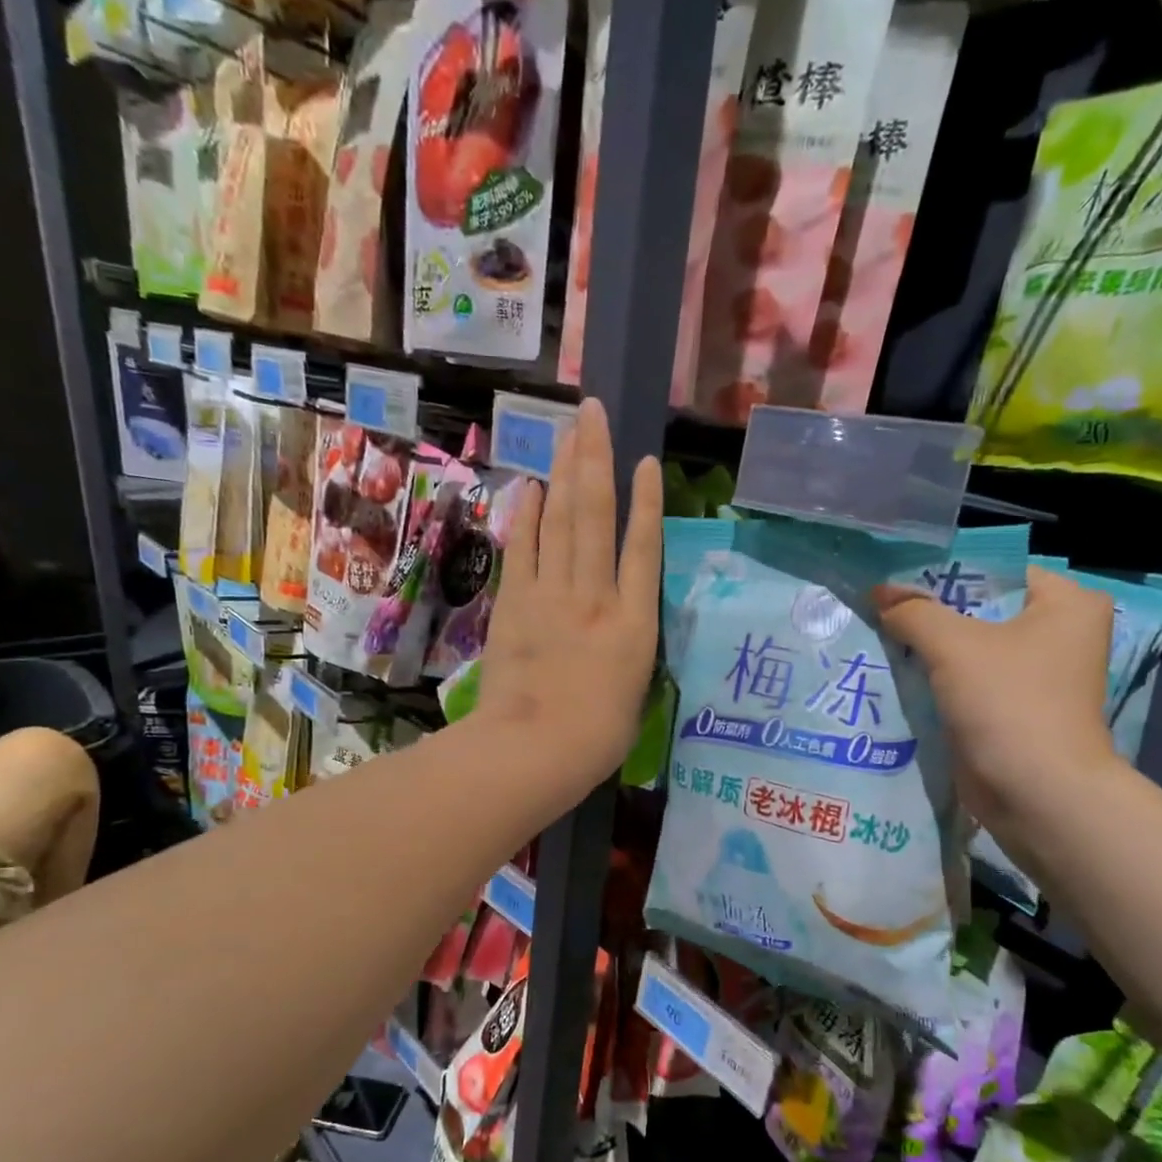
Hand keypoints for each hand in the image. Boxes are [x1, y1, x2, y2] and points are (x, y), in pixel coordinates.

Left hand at [474, 398, 660, 790]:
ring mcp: (552, 596)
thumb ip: (628, 651)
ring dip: (564, 471)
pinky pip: (523, 548)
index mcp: (634, 624)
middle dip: (596, 459)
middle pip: (596, 516)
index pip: (644, 549)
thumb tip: (620, 630)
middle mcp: (595, 597)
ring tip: (568, 430)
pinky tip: (532, 484)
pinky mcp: (514, 604)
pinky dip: (527, 514)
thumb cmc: (596, 738)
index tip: (646, 462)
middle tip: (593, 412)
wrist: (533, 750)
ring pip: (561, 521)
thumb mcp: (634, 695)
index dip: (647, 502)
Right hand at [874, 567, 1119, 840]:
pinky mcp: (1015, 709)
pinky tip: (897, 672)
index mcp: (1067, 603)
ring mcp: (1037, 675)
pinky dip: (938, 679)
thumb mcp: (953, 646)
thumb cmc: (1009, 703)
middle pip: (980, 610)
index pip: (994, 571)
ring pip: (971, 648)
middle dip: (931, 613)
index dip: (942, 574)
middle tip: (880, 607)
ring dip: (930, 648)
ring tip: (880, 635)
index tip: (894, 580)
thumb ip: (913, 612)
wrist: (1037, 794)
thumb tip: (878, 594)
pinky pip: (968, 681)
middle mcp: (1059, 634)